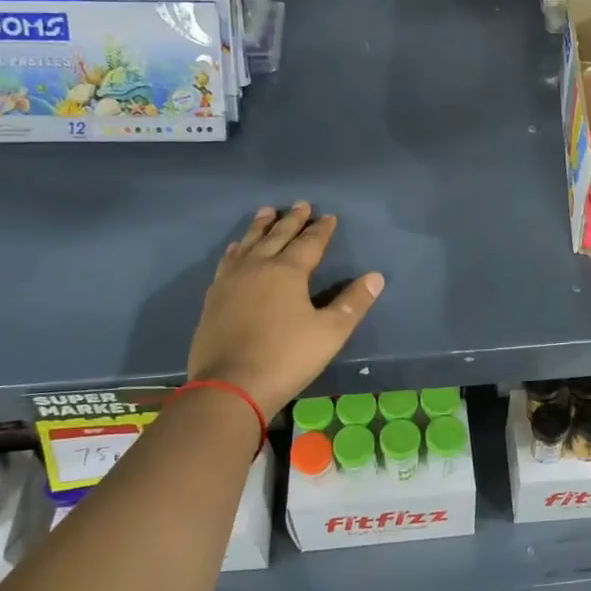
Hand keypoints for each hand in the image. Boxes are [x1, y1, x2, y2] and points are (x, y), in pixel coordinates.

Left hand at [186, 204, 384, 418]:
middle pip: (277, 236)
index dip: (321, 229)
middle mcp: (258, 267)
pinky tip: (236, 248)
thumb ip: (353, 303)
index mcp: (288, 272)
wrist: (230, 386)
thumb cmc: (286, 357)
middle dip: (291, 220)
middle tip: (300, 204)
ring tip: (266, 212)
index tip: (329, 216)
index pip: (310, 243)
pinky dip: (237, 249)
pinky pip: (227, 261)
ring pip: (249, 243)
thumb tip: (376, 277)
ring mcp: (232, 281)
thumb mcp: (330, 332)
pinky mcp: (214, 298)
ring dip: (260, 226)